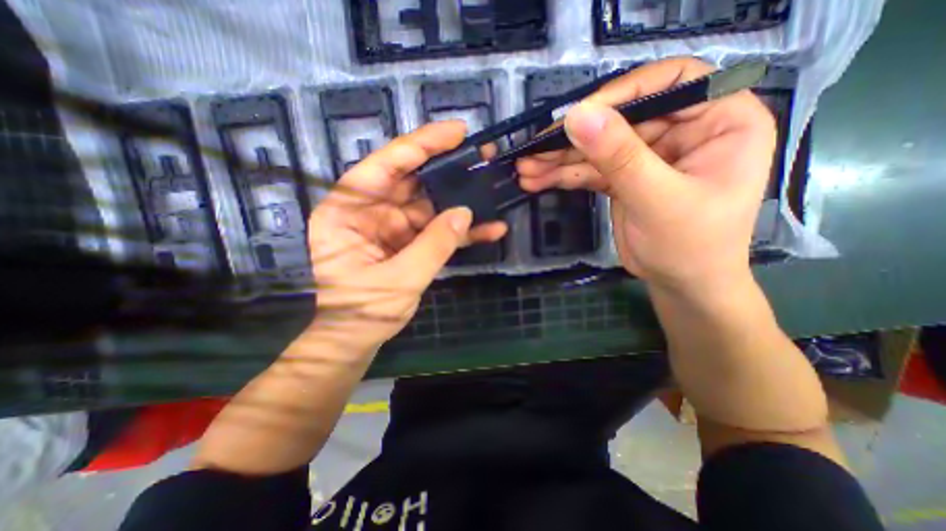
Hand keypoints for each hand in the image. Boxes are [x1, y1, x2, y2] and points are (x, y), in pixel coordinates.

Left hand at [309, 123, 505, 354]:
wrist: (358, 338)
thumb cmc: (364, 311)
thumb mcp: (399, 280)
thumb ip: (433, 245)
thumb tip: (465, 212)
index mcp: (347, 212)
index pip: (384, 167)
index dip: (420, 145)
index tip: (455, 132)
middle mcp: (368, 211)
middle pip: (411, 180)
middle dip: (447, 169)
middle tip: (481, 155)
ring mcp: (391, 226)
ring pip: (429, 204)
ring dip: (460, 199)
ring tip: (491, 186)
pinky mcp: (408, 241)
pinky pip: (436, 229)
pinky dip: (460, 230)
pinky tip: (489, 229)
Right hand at [517, 60, 775, 296]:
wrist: (681, 285)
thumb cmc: (691, 246)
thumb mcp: (657, 199)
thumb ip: (620, 157)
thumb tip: (578, 116)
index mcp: (719, 121)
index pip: (670, 82)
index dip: (622, 92)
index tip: (579, 115)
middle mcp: (682, 131)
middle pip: (620, 120)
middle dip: (573, 139)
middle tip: (534, 150)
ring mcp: (648, 156)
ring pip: (598, 147)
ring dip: (560, 159)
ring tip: (526, 169)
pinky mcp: (624, 178)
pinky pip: (591, 170)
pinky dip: (564, 175)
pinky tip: (538, 180)